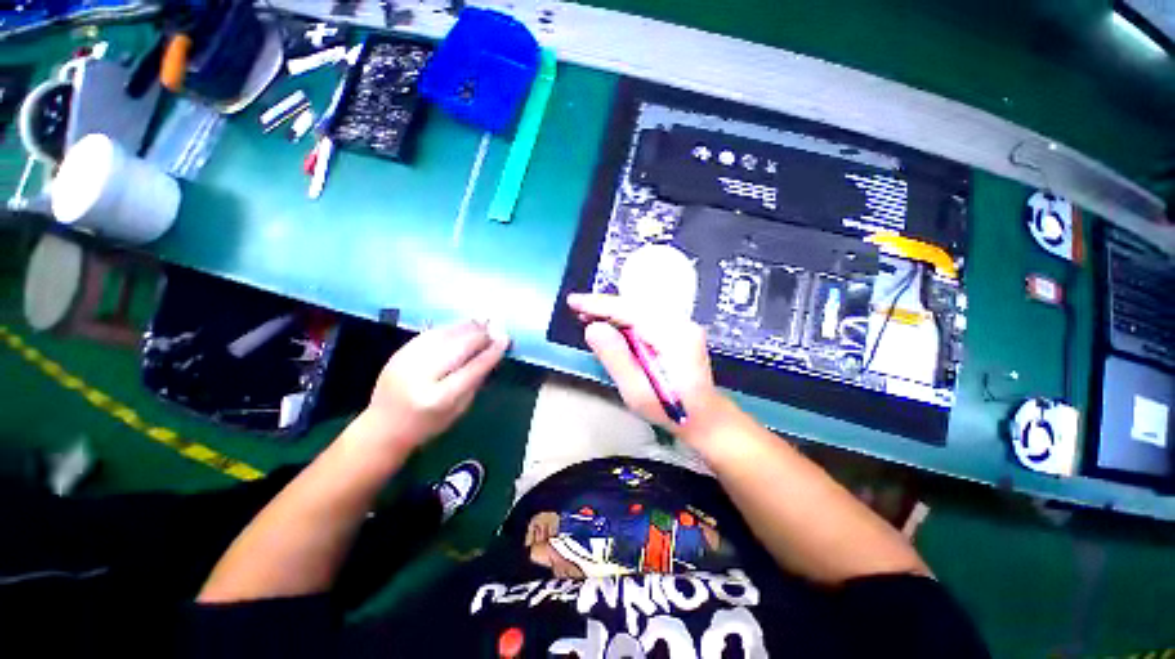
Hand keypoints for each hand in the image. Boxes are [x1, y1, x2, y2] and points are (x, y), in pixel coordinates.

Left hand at [364, 321, 508, 451]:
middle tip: (495, 330)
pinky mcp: (399, 353)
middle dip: (480, 336)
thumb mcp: (458, 410)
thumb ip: (475, 382)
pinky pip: (429, 334)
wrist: (383, 427)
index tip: (505, 339)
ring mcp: (407, 362)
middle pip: (458, 347)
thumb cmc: (427, 425)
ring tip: (482, 323)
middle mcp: (421, 376)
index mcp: (439, 398)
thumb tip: (491, 354)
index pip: (473, 368)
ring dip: (465, 327)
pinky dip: (448, 328)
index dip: (491, 352)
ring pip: (443, 336)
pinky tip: (461, 327)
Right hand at [567, 293, 738, 444]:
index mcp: (674, 337)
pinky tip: (610, 322)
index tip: (574, 302)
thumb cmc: (671, 411)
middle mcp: (681, 324)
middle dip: (604, 306)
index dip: (600, 305)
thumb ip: (616, 358)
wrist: (705, 417)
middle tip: (576, 308)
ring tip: (587, 314)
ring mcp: (681, 324)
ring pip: (639, 308)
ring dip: (612, 310)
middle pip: (635, 305)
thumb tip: (593, 328)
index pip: (631, 311)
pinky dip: (624, 317)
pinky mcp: (677, 329)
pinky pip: (645, 316)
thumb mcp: (637, 391)